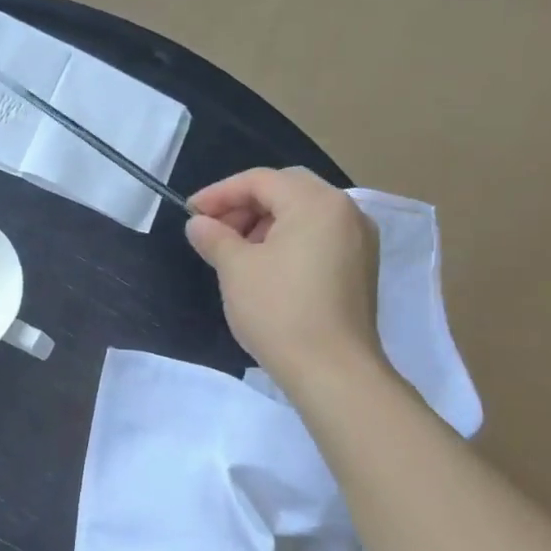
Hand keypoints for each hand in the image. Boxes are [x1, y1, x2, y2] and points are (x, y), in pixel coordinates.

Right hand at [184, 168, 383, 393]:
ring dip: (265, 222)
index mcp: (316, 203)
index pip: (260, 180)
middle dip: (244, 204)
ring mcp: (359, 240)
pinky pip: (318, 236)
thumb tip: (199, 223)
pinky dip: (288, 239)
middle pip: (286, 189)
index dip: (220, 193)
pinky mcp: (359, 267)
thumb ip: (214, 237)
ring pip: (304, 213)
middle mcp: (346, 211)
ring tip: (234, 250)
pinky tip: (264, 266)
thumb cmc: (279, 310)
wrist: (332, 369)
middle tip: (213, 228)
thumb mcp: (235, 269)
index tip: (190, 213)